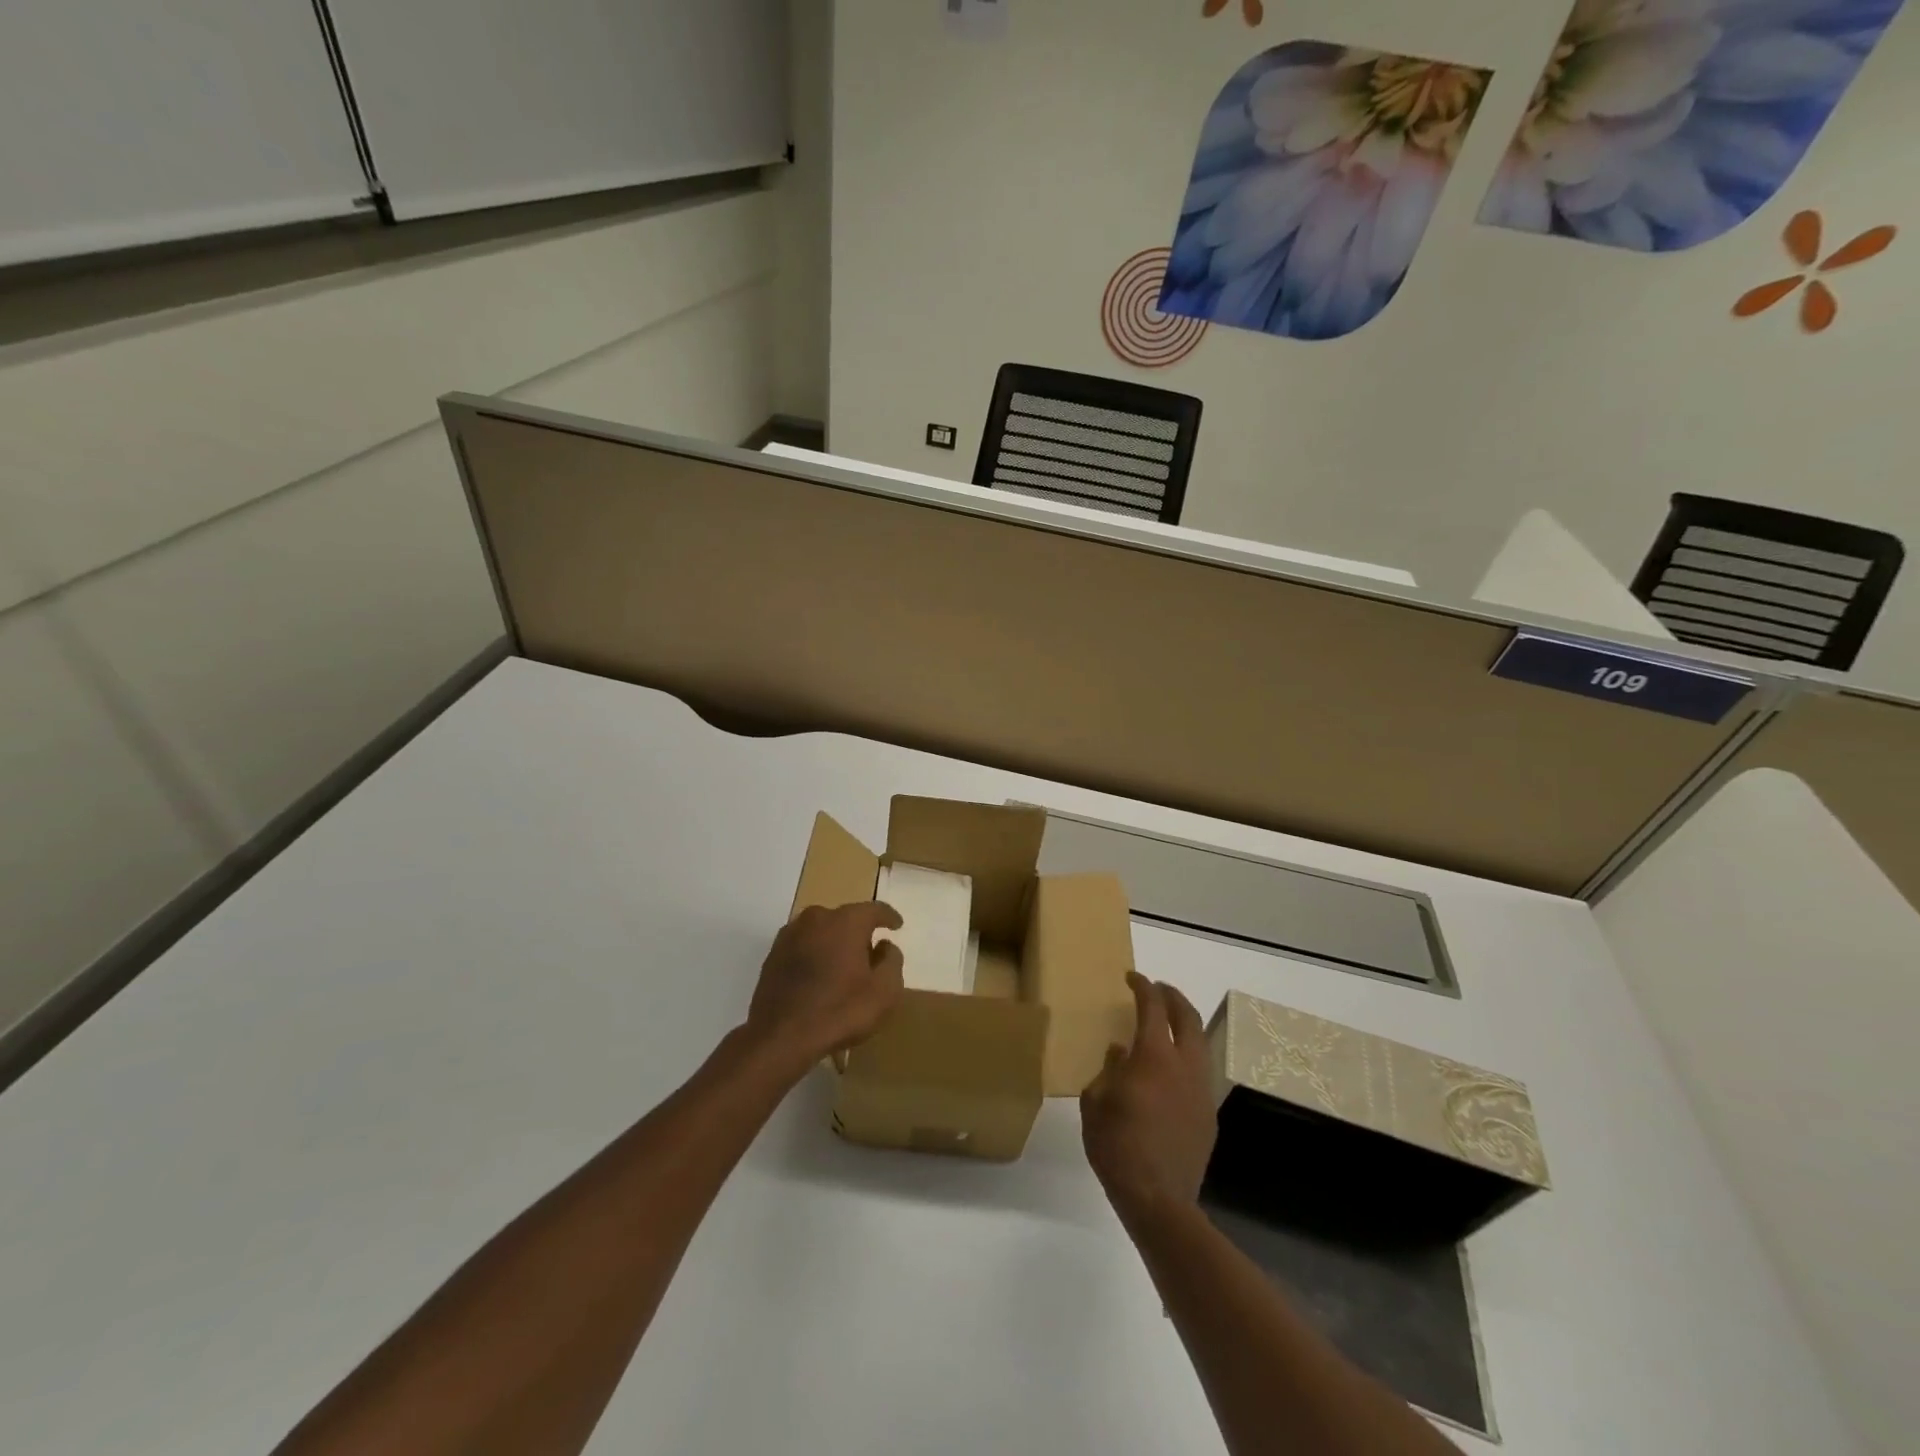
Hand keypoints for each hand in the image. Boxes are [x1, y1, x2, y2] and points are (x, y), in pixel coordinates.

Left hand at [745, 902, 904, 1071]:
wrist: (779, 1037)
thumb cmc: (839, 1010)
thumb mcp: (884, 991)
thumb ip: (892, 961)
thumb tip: (884, 946)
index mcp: (846, 921)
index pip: (874, 909)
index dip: (889, 917)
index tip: (897, 925)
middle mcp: (816, 918)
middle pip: (845, 919)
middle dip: (859, 933)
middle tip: (870, 956)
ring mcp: (790, 935)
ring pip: (821, 932)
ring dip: (834, 944)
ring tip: (842, 968)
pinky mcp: (773, 955)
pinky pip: (803, 947)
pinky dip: (815, 956)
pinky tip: (819, 978)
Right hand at [1081, 972, 1216, 1224]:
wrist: (1159, 1200)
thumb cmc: (1117, 1146)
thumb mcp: (1095, 1104)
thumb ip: (1107, 1071)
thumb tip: (1119, 1053)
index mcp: (1153, 1056)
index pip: (1152, 1006)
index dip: (1143, 986)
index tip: (1132, 977)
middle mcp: (1184, 1065)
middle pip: (1187, 1016)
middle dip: (1172, 996)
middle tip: (1157, 989)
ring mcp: (1201, 1090)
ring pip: (1200, 1043)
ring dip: (1184, 1025)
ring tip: (1167, 1024)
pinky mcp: (1208, 1114)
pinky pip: (1200, 1072)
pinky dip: (1187, 1056)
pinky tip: (1170, 1070)